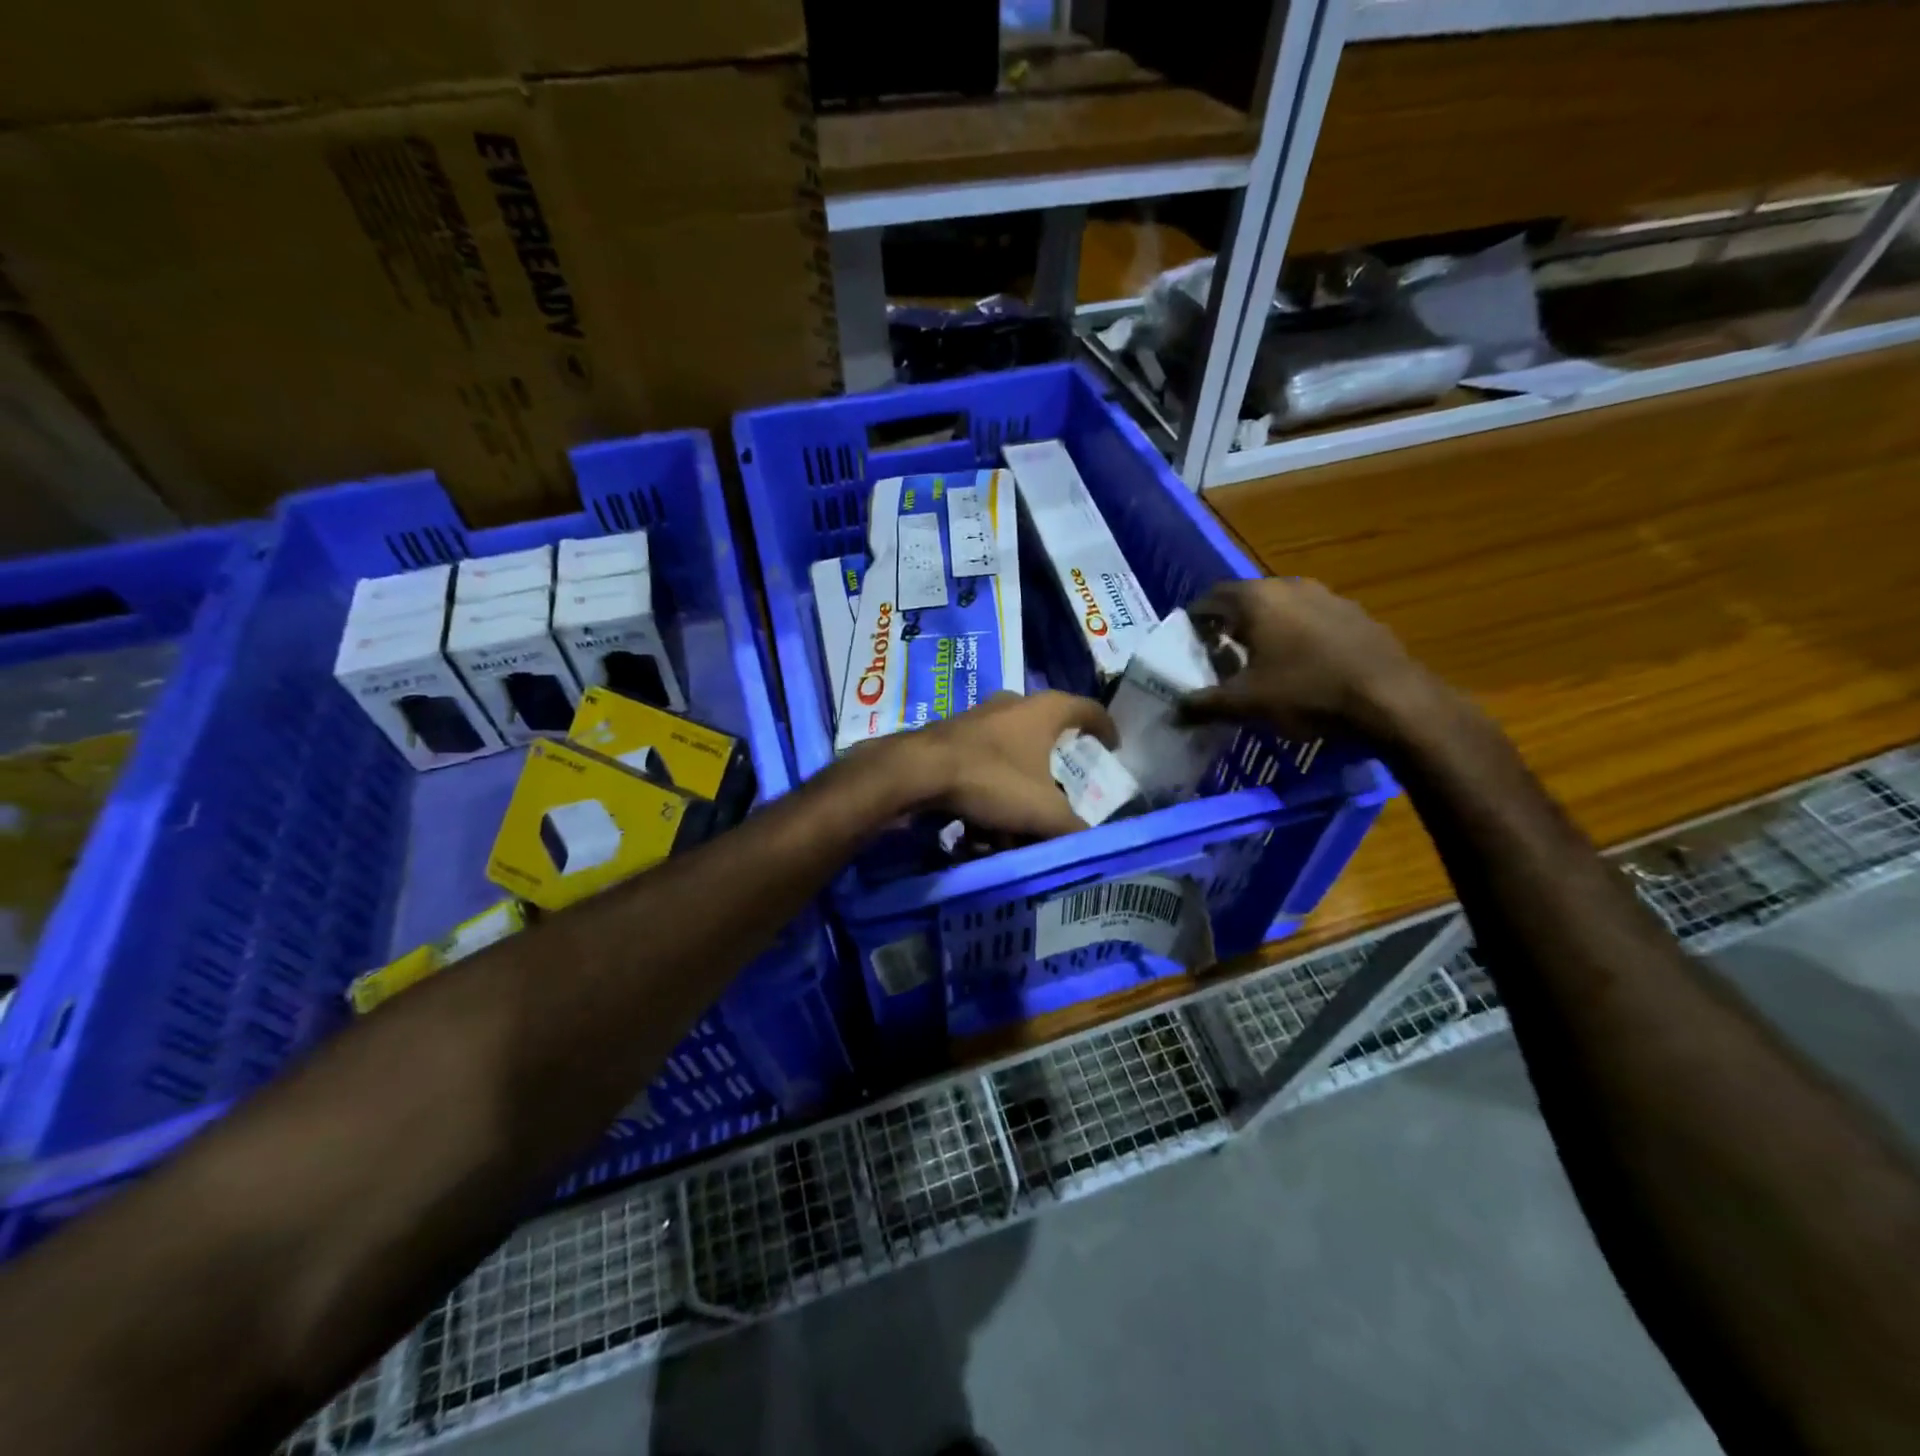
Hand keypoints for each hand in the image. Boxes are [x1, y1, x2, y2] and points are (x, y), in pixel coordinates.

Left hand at [870, 691, 1117, 839]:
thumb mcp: (1043, 812)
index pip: (1088, 709)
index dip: (1105, 727)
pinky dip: (988, 797)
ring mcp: (978, 719)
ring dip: (1016, 795)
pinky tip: (979, 831)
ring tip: (1012, 833)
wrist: (917, 772)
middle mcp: (1012, 705)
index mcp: (1043, 711)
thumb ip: (1073, 828)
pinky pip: (982, 768)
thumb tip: (1089, 841)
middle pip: (1045, 738)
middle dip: (1052, 774)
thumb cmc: (992, 779)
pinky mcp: (951, 738)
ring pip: (1010, 759)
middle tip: (1059, 797)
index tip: (1113, 747)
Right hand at [1183, 579, 1448, 741]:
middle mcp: (1290, 587)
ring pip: (1282, 608)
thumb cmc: (1307, 692)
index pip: (1211, 597)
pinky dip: (1296, 636)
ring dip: (1265, 629)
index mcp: (1257, 599)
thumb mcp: (1246, 704)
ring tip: (1259, 662)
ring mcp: (1328, 597)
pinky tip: (1301, 666)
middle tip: (1219, 654)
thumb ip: (1204, 705)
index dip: (1195, 619)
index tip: (1188, 642)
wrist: (1391, 699)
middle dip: (1229, 624)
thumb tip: (1174, 711)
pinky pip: (1312, 620)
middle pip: (1246, 600)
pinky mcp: (1356, 615)